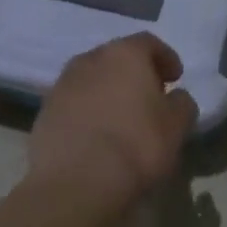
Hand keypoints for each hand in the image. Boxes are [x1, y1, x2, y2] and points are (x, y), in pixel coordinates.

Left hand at [29, 33, 196, 201]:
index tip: (175, 78)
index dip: (165, 58)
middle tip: (149, 97)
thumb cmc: (136, 145)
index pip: (148, 43)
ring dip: (108, 92)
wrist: (76, 183)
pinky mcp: (44, 113)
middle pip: (116, 58)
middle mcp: (89, 59)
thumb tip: (175, 98)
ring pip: (92, 80)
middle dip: (134, 74)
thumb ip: (182, 104)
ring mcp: (62, 85)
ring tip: (121, 119)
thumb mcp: (176, 126)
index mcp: (124, 54)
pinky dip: (87, 112)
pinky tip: (96, 136)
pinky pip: (74, 104)